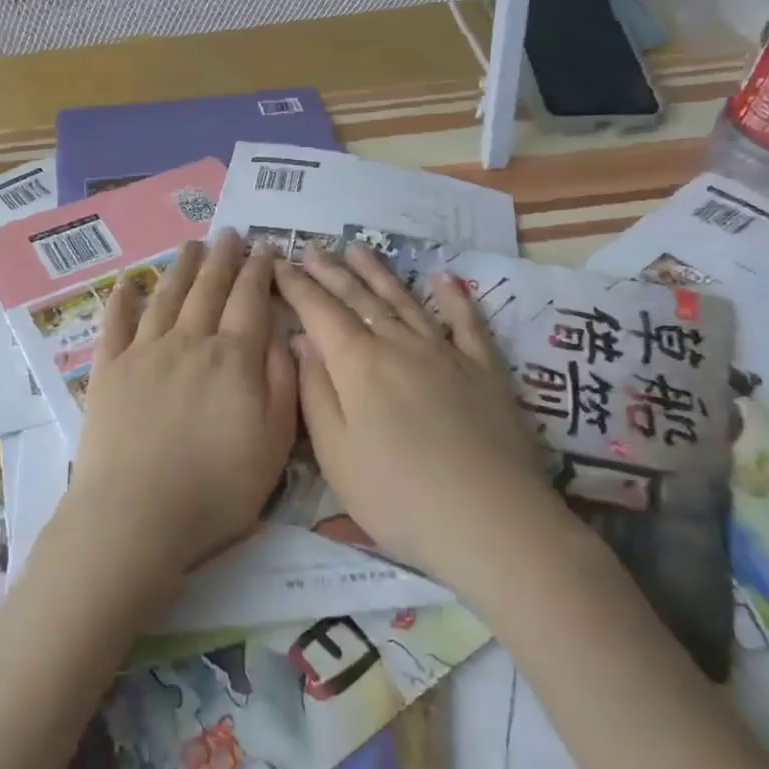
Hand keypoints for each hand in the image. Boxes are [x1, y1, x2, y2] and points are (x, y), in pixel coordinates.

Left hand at [58, 231, 298, 590]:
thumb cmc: (216, 489)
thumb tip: (283, 335)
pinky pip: (115, 324)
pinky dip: (122, 300)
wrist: (136, 516)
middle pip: (208, 290)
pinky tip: (127, 282)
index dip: (259, 272)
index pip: (250, 302)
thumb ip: (282, 384)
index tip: (264, 249)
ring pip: (166, 297)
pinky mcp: (109, 371)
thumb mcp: (274, 444)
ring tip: (192, 245)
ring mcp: (144, 353)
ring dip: (181, 268)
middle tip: (229, 234)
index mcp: (233, 359)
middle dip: (223, 259)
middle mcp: (189, 343)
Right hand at [273, 245, 552, 583]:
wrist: (490, 521)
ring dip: (379, 273)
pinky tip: (445, 278)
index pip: (319, 312)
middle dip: (331, 271)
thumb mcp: (335, 452)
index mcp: (358, 364)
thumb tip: (302, 341)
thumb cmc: (396, 495)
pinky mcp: (485, 370)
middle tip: (311, 246)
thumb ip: (315, 391)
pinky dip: (454, 297)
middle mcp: (400, 345)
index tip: (278, 262)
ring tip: (359, 248)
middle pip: (359, 298)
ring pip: (405, 301)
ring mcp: (446, 353)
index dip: (297, 285)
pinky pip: (467, 323)